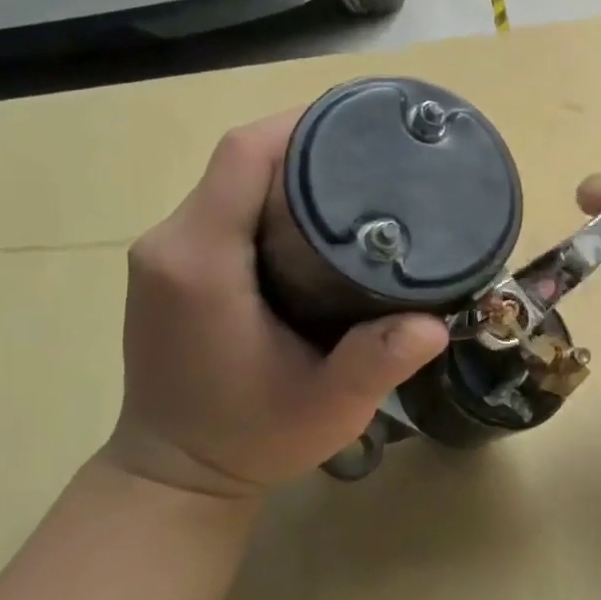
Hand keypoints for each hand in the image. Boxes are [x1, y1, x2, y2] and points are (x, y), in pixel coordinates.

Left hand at [105, 114, 448, 500]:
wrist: (176, 476)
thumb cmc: (250, 439)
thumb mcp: (328, 408)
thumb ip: (378, 363)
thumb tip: (436, 324)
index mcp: (202, 262)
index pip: (243, 155)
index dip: (302, 123)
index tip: (365, 122)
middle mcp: (172, 243)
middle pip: (240, 159)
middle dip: (308, 143)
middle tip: (380, 156)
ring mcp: (165, 255)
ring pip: (232, 181)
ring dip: (289, 169)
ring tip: (357, 180)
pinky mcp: (172, 268)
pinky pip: (223, 206)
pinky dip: (268, 196)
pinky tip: (315, 217)